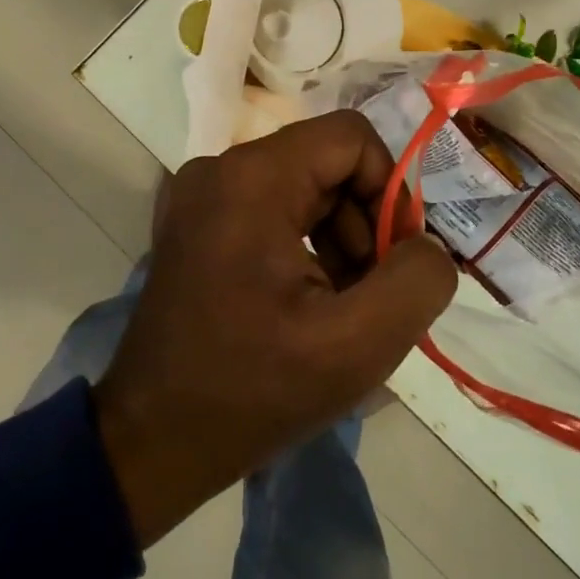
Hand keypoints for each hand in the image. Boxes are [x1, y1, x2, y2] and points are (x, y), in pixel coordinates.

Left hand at [92, 111, 457, 547]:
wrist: (153, 440)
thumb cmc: (254, 391)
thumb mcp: (357, 345)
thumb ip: (417, 280)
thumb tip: (427, 246)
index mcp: (253, 179)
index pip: (352, 138)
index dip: (390, 190)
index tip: (396, 257)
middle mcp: (219, 169)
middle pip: (327, 163)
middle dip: (365, 223)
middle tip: (369, 292)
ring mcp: (199, 195)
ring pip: (303, 187)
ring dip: (338, 239)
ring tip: (339, 306)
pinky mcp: (195, 224)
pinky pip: (272, 209)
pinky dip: (305, 246)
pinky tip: (306, 303)